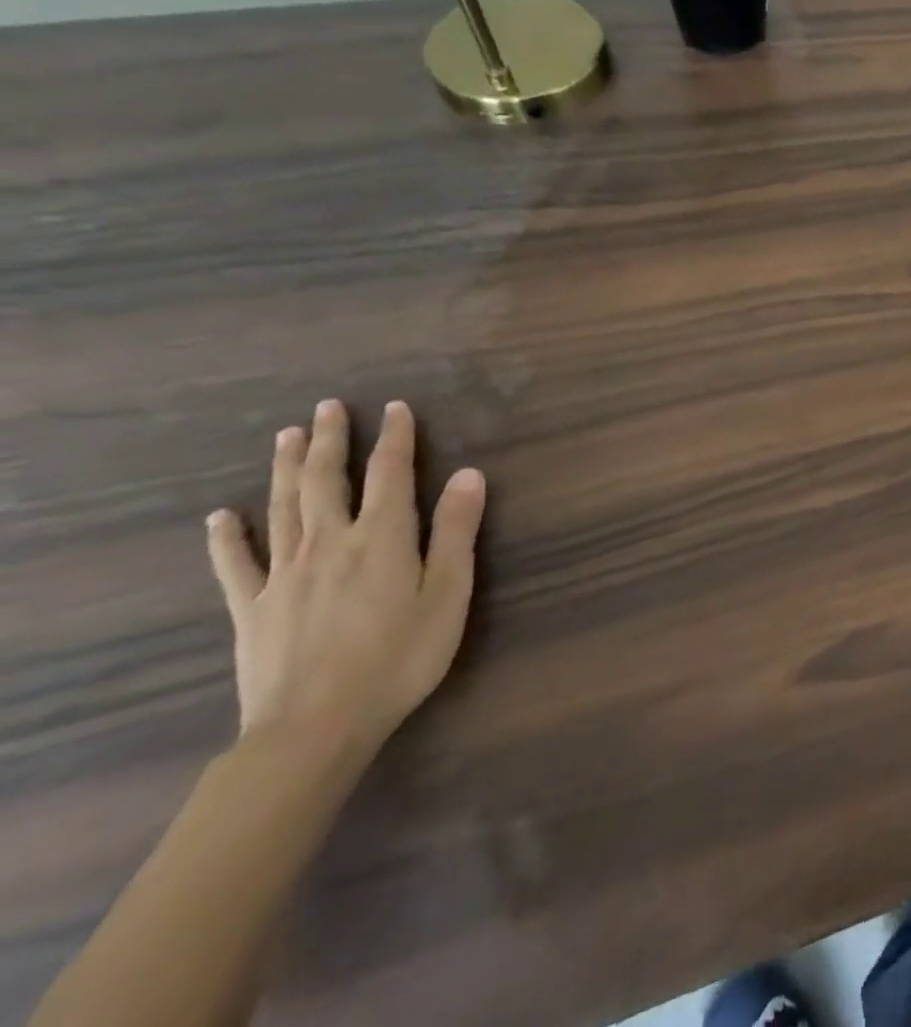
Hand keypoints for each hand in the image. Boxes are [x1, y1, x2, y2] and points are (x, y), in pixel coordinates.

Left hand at [206, 399, 485, 759]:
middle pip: (328, 480)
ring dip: (287, 469)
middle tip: (327, 407)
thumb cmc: (400, 657)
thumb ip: (456, 531)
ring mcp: (284, 573)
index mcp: (383, 537)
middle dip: (331, 440)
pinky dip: (226, 536)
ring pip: (283, 507)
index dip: (395, 437)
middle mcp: (331, 542)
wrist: (315, 726)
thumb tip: (469, 474)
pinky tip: (220, 516)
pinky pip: (235, 563)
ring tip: (286, 437)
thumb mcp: (448, 593)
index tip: (395, 408)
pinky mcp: (251, 607)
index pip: (390, 473)